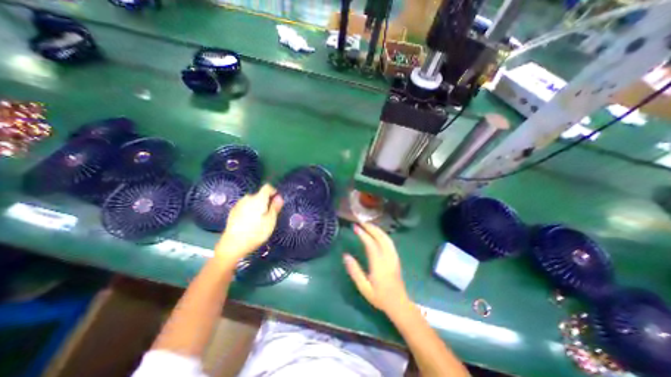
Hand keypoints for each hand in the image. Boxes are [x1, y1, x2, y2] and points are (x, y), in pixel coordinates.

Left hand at [216, 184, 283, 262]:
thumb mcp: (270, 221)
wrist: (232, 245)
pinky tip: (249, 223)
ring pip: (252, 201)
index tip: (276, 201)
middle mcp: (248, 198)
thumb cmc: (255, 233)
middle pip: (259, 195)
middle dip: (265, 201)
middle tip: (269, 214)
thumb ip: (275, 207)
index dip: (273, 192)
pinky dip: (249, 211)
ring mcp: (239, 204)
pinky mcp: (233, 212)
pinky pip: (245, 207)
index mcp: (258, 199)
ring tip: (259, 220)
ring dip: (257, 206)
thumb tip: (279, 197)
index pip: (267, 187)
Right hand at [346, 223, 408, 313]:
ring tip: (367, 225)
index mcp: (379, 264)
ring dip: (377, 229)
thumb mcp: (364, 287)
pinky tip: (377, 233)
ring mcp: (394, 256)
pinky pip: (389, 241)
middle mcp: (388, 257)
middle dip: (370, 228)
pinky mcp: (396, 257)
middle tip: (360, 222)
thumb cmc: (379, 296)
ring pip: (386, 238)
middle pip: (380, 237)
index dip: (363, 234)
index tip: (355, 227)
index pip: (371, 244)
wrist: (398, 304)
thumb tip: (345, 255)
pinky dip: (382, 234)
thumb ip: (354, 271)